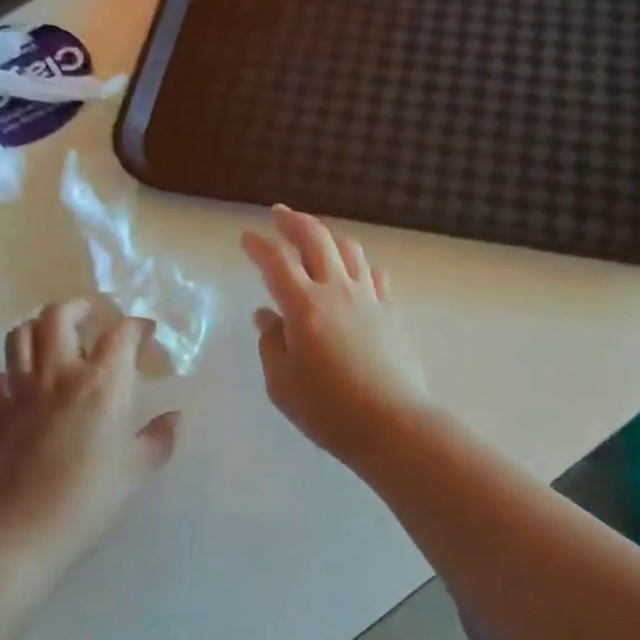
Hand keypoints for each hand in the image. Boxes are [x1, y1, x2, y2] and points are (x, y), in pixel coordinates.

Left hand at [0, 302, 179, 570]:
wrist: (32, 528)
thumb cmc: (95, 496)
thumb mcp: (140, 467)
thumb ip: (160, 437)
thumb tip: (175, 417)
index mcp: (103, 383)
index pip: (122, 333)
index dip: (138, 326)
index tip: (147, 335)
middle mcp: (60, 375)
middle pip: (59, 315)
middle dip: (80, 307)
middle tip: (94, 318)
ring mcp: (22, 392)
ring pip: (20, 336)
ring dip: (39, 328)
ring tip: (55, 339)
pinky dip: (2, 377)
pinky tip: (17, 386)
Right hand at [241, 206, 431, 466]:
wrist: (393, 424)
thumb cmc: (328, 410)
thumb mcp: (282, 383)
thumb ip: (271, 344)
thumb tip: (267, 316)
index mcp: (303, 306)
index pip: (276, 261)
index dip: (258, 245)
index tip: (246, 238)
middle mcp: (336, 290)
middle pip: (316, 239)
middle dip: (294, 222)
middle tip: (280, 214)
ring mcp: (369, 298)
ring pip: (349, 249)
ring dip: (328, 236)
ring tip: (316, 237)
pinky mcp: (392, 312)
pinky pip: (375, 275)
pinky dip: (360, 265)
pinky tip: (356, 272)